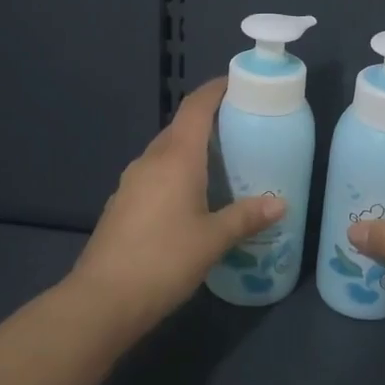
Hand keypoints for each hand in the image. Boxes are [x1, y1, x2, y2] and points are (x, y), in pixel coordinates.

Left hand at [69, 78, 284, 328]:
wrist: (103, 300)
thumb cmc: (164, 260)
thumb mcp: (213, 239)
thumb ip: (246, 217)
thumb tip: (281, 203)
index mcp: (175, 157)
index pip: (195, 107)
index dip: (215, 90)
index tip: (238, 84)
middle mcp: (150, 161)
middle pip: (180, 128)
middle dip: (209, 122)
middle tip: (242, 130)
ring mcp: (131, 182)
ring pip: (166, 153)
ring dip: (192, 151)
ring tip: (223, 165)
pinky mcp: (122, 205)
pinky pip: (155, 176)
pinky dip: (177, 175)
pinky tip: (193, 199)